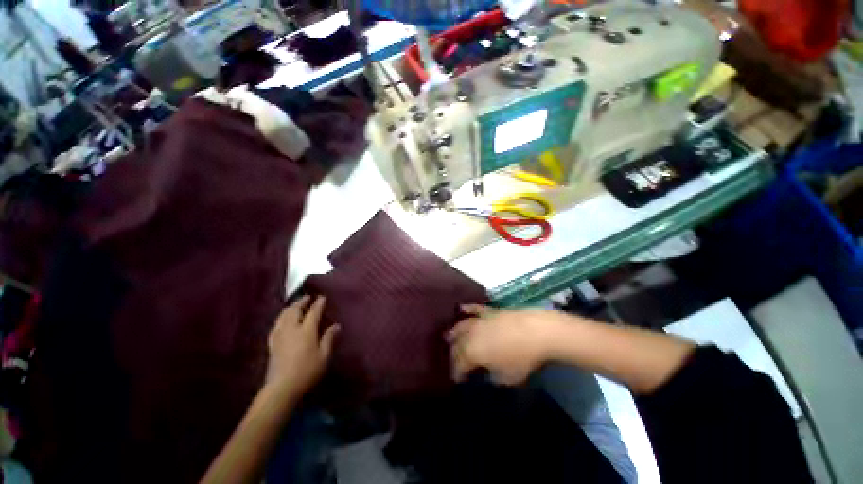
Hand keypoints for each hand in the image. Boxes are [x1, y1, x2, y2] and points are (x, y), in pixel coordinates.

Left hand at [265, 296, 339, 399]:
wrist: (281, 388)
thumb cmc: (307, 371)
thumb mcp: (324, 356)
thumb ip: (329, 338)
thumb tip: (336, 325)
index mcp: (306, 331)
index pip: (313, 312)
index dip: (318, 304)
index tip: (322, 297)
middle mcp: (291, 329)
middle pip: (294, 311)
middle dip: (301, 302)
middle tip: (307, 297)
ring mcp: (279, 336)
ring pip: (283, 316)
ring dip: (290, 308)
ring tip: (295, 305)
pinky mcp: (272, 344)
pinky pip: (275, 326)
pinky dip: (281, 319)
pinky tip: (282, 321)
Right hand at [447, 305, 561, 385]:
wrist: (537, 331)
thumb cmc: (522, 358)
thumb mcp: (507, 377)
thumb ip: (492, 376)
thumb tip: (486, 372)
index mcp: (472, 353)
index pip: (458, 364)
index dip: (456, 373)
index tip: (457, 380)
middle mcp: (470, 335)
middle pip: (457, 344)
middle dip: (453, 354)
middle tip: (454, 361)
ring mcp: (479, 321)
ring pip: (461, 326)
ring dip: (454, 333)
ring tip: (449, 337)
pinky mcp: (488, 312)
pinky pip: (474, 309)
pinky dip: (466, 309)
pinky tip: (461, 308)